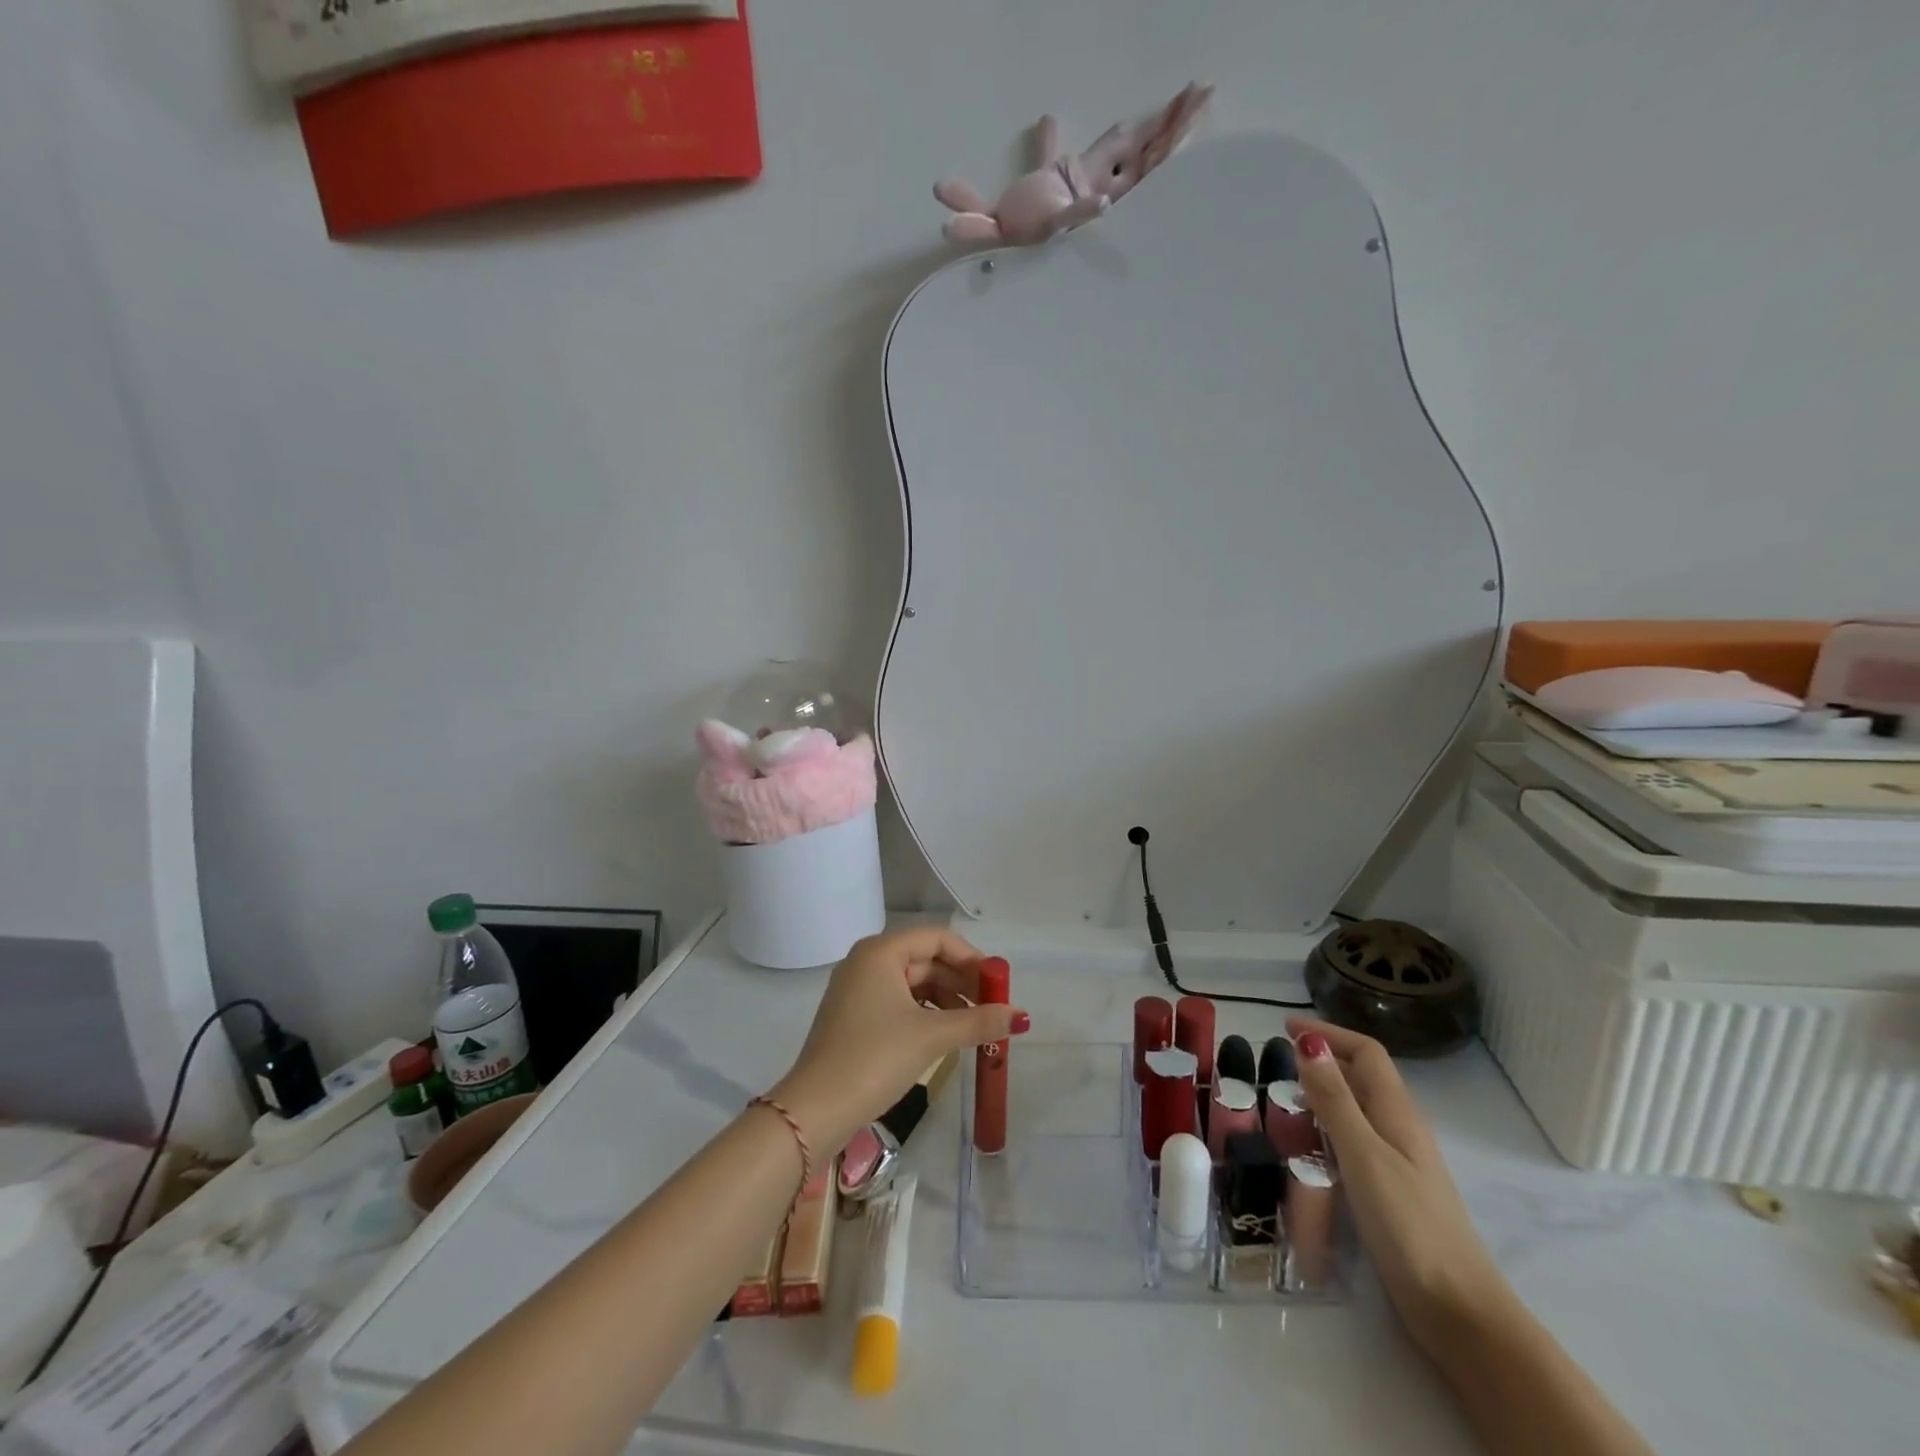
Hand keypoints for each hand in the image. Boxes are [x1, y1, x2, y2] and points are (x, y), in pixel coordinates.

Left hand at [768, 927, 1029, 1156]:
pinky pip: (899, 1002)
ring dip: (946, 1000)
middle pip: (925, 959)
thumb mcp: (931, 1037)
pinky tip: (946, 1036)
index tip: (998, 985)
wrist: (816, 1110)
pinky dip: (925, 1014)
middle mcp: (867, 961)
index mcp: (881, 951)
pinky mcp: (855, 1017)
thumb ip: (978, 1021)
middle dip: (961, 982)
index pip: (937, 938)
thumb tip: (1021, 1016)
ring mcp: (857, 990)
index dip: (971, 958)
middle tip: (993, 1009)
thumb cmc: (875, 1058)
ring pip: (913, 983)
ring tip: (975, 1027)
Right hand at [1287, 1017, 1509, 1353]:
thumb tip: (1308, 1041)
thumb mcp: (1364, 1155)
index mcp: (1398, 1113)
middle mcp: (1400, 1130)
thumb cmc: (1409, 1226)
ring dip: (1323, 1097)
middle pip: (1362, 1079)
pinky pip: (1355, 1144)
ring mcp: (1399, 1163)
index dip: (1329, 1033)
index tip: (1286, 1027)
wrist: (1459, 1312)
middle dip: (1322, 1062)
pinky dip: (1328, 1132)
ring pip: (1358, 1112)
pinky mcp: (1392, 1193)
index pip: (1366, 1053)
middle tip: (1277, 1064)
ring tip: (1284, 1103)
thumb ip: (1335, 1100)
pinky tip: (1308, 1152)